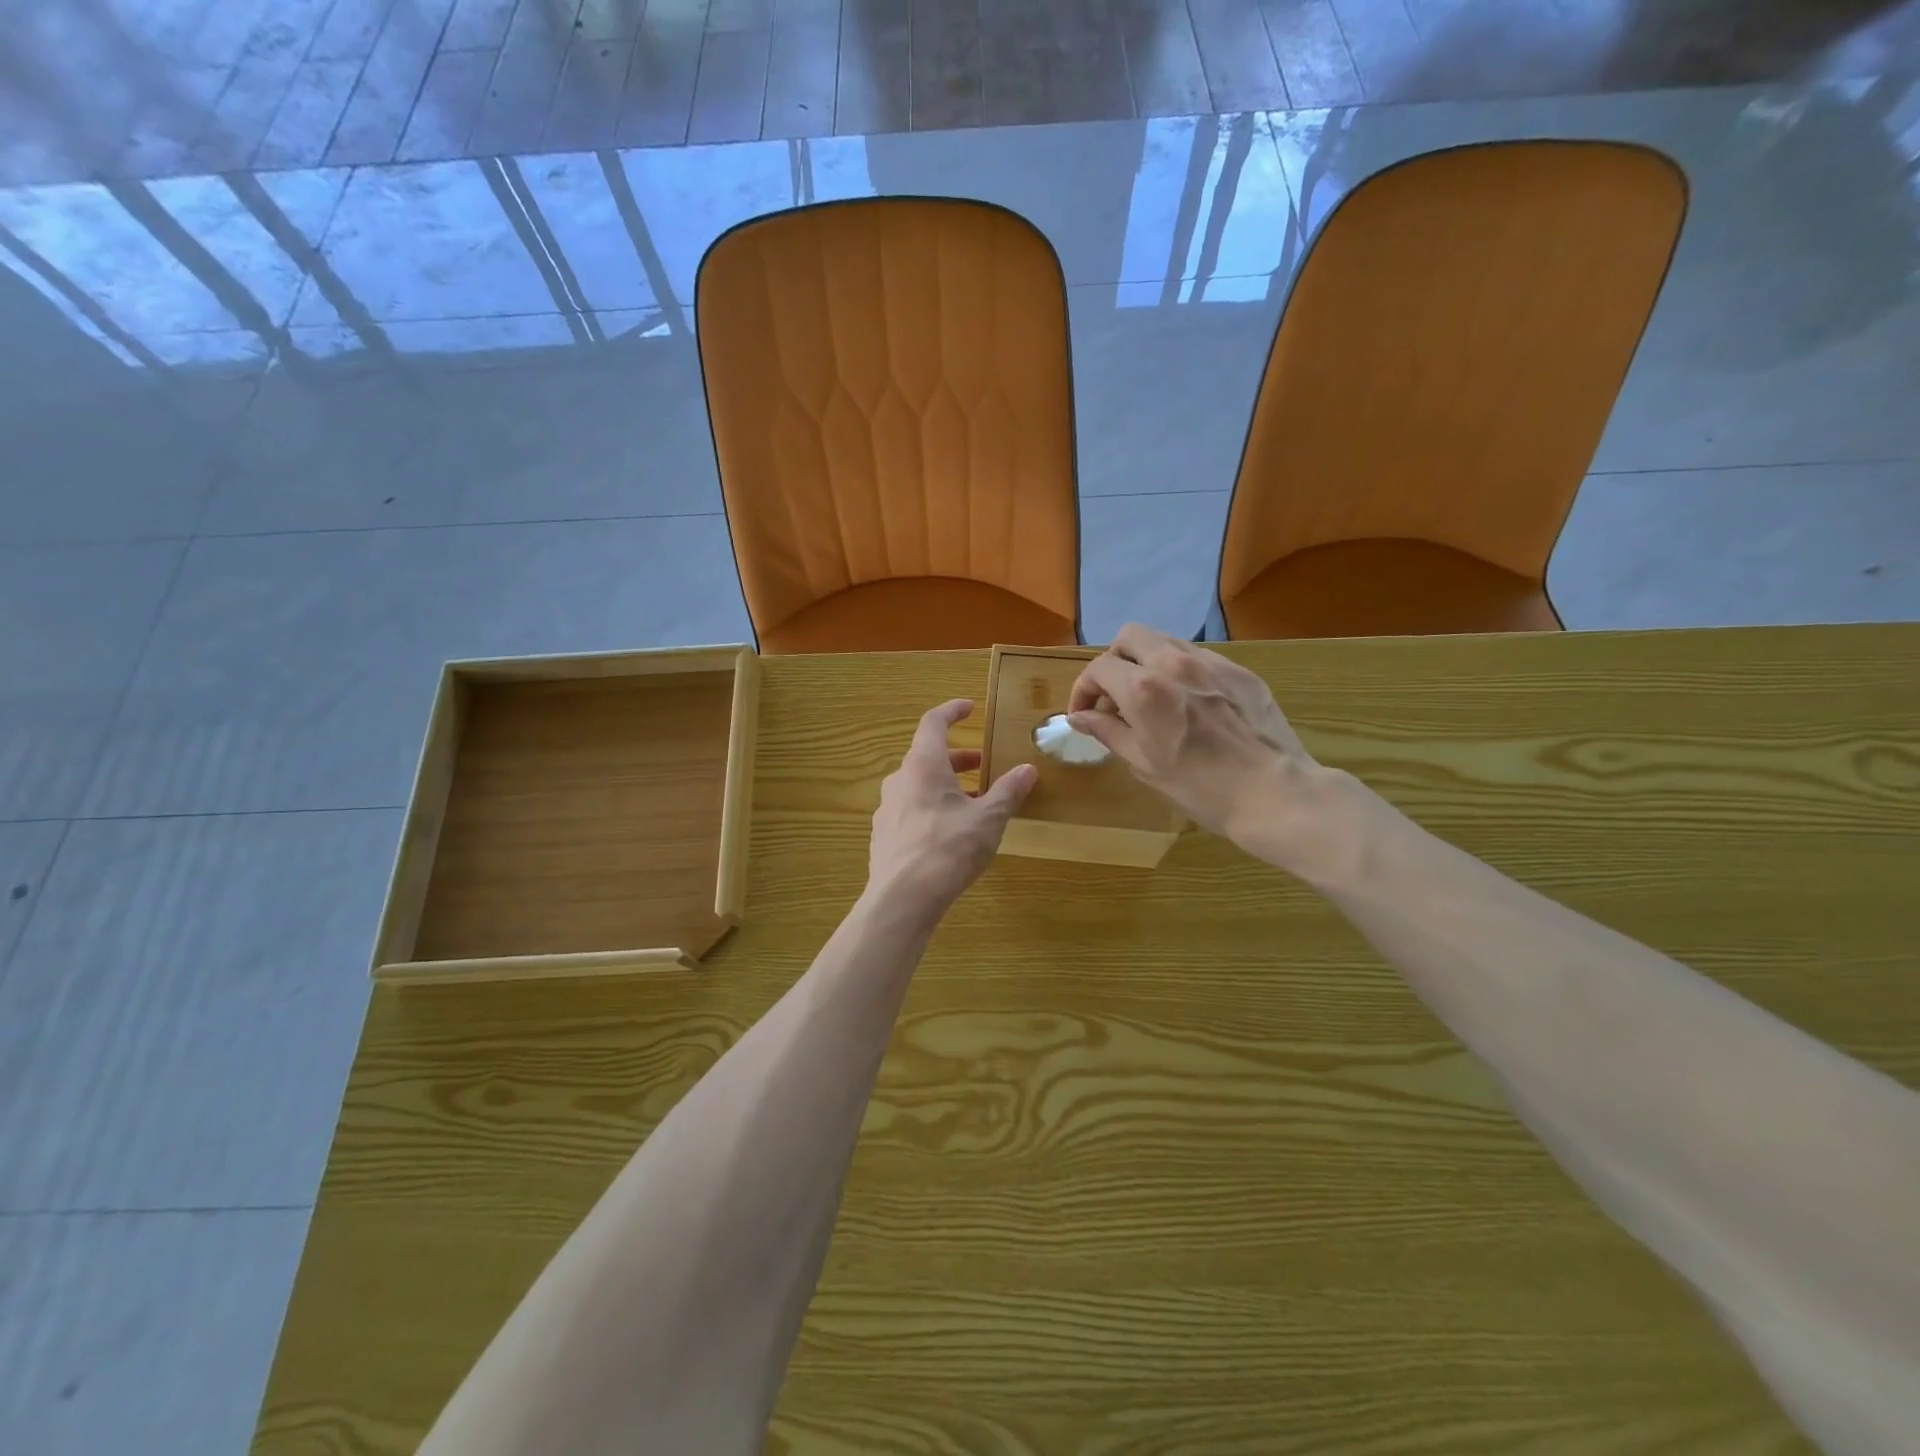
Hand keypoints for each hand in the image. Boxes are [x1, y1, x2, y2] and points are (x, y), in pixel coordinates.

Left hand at [868, 700, 1036, 916]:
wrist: (902, 899)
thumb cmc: (948, 848)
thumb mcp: (988, 819)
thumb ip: (1008, 791)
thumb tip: (1028, 769)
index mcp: (922, 765)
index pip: (933, 723)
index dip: (951, 711)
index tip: (970, 708)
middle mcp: (899, 779)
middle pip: (928, 757)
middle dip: (958, 758)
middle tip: (984, 765)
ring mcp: (887, 808)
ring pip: (919, 785)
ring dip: (947, 786)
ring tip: (974, 803)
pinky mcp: (884, 835)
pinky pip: (911, 809)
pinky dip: (933, 808)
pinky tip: (951, 833)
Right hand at [1067, 624, 1323, 853]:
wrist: (1273, 792)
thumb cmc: (1200, 787)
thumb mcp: (1143, 763)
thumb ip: (1107, 731)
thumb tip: (1078, 716)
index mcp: (1143, 688)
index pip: (1098, 669)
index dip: (1083, 690)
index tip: (1084, 714)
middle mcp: (1173, 663)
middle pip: (1129, 637)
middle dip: (1113, 662)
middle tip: (1113, 696)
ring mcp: (1210, 663)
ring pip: (1165, 642)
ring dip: (1146, 662)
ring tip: (1150, 699)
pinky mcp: (1239, 671)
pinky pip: (1198, 658)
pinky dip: (1180, 672)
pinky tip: (1188, 704)